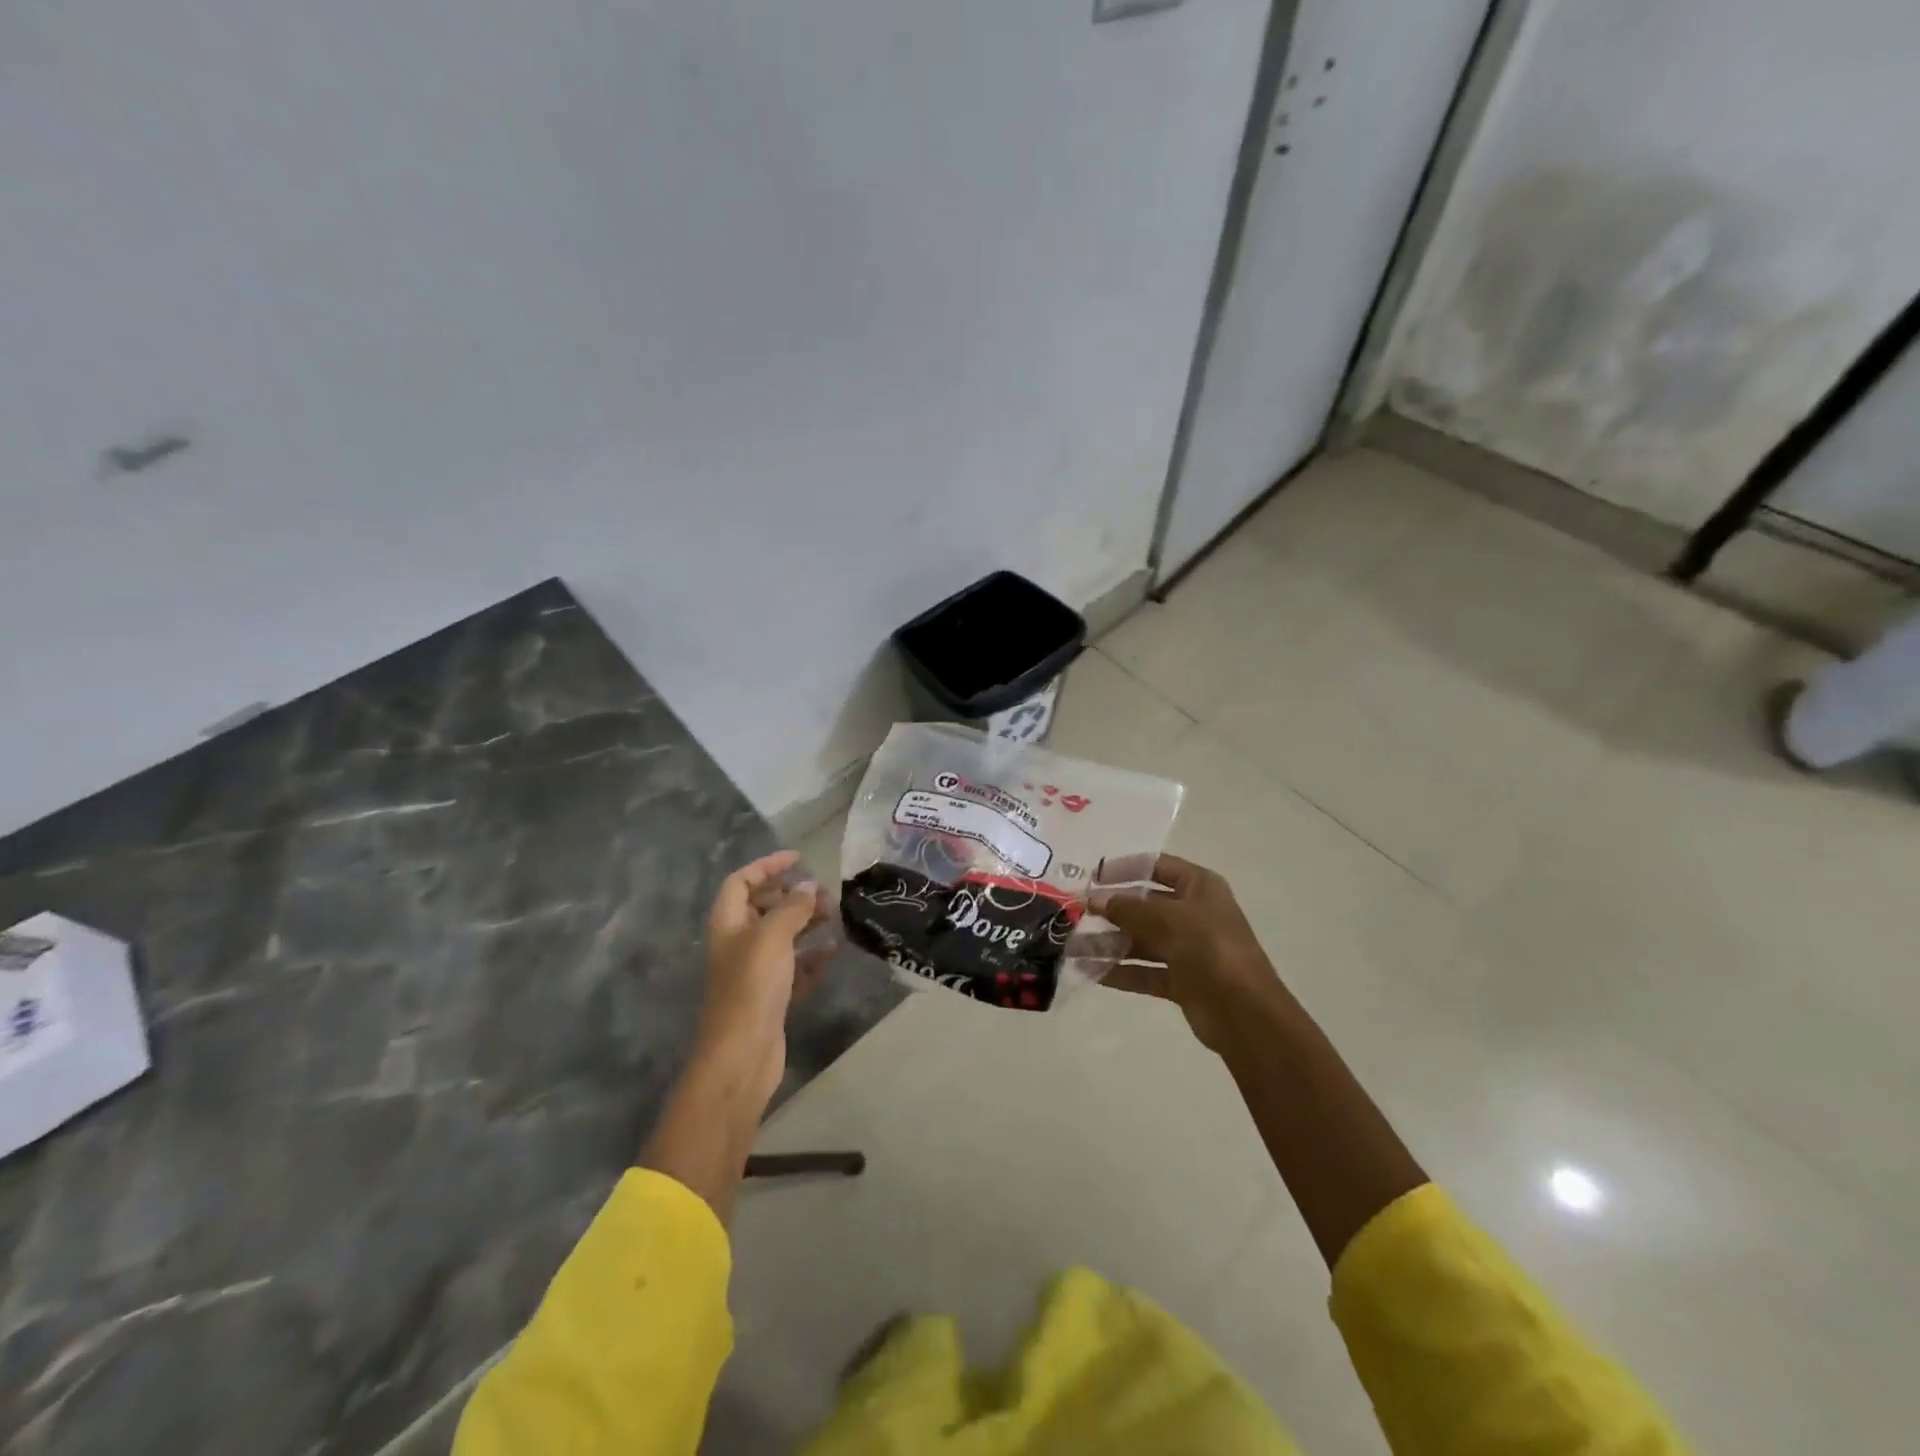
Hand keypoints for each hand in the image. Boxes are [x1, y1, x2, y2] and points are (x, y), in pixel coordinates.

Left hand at [697, 850, 831, 1105]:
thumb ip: (792, 908)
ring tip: (835, 915)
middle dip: (792, 896)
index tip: (798, 859)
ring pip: (782, 936)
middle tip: (823, 892)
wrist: (742, 1054)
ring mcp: (755, 972)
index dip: (766, 866)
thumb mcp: (772, 937)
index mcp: (728, 924)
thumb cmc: (751, 986)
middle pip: (763, 907)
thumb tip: (807, 887)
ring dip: (806, 923)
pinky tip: (834, 950)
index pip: (741, 882)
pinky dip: (813, 956)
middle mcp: (738, 943)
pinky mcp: (772, 996)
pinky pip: (795, 967)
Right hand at [1092, 854, 1292, 1053]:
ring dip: (1109, 944)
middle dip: (1111, 911)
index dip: (1125, 868)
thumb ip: (1127, 908)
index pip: (1157, 866)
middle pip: (1145, 905)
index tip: (1092, 877)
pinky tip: (1090, 972)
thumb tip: (1096, 900)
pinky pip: (1145, 971)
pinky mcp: (1182, 981)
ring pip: (1141, 941)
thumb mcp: (1166, 918)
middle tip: (1075, 914)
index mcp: (1199, 887)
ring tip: (1072, 947)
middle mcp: (1194, 914)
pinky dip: (1120, 971)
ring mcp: (1188, 949)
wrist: (1244, 1012)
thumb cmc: (1208, 948)